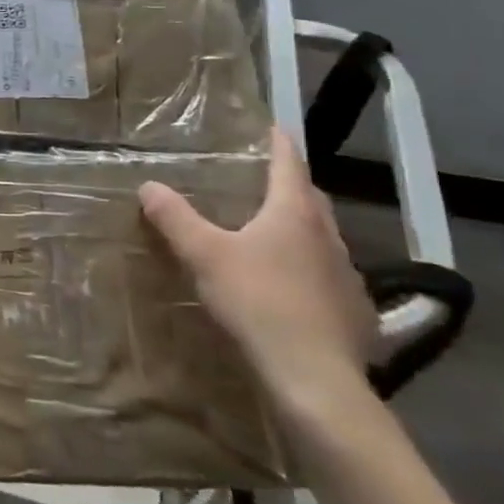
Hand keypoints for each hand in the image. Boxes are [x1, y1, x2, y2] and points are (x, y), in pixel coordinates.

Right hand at [139, 131, 376, 424]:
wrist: (315, 377)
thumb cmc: (258, 302)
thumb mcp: (204, 255)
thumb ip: (175, 218)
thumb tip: (148, 185)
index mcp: (293, 213)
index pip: (289, 163)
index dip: (277, 142)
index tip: (270, 125)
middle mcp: (327, 235)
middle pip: (309, 198)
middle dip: (288, 183)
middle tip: (260, 179)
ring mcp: (347, 274)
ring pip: (321, 237)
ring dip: (298, 228)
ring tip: (269, 232)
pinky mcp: (355, 310)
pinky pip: (328, 275)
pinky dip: (308, 268)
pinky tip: (289, 287)